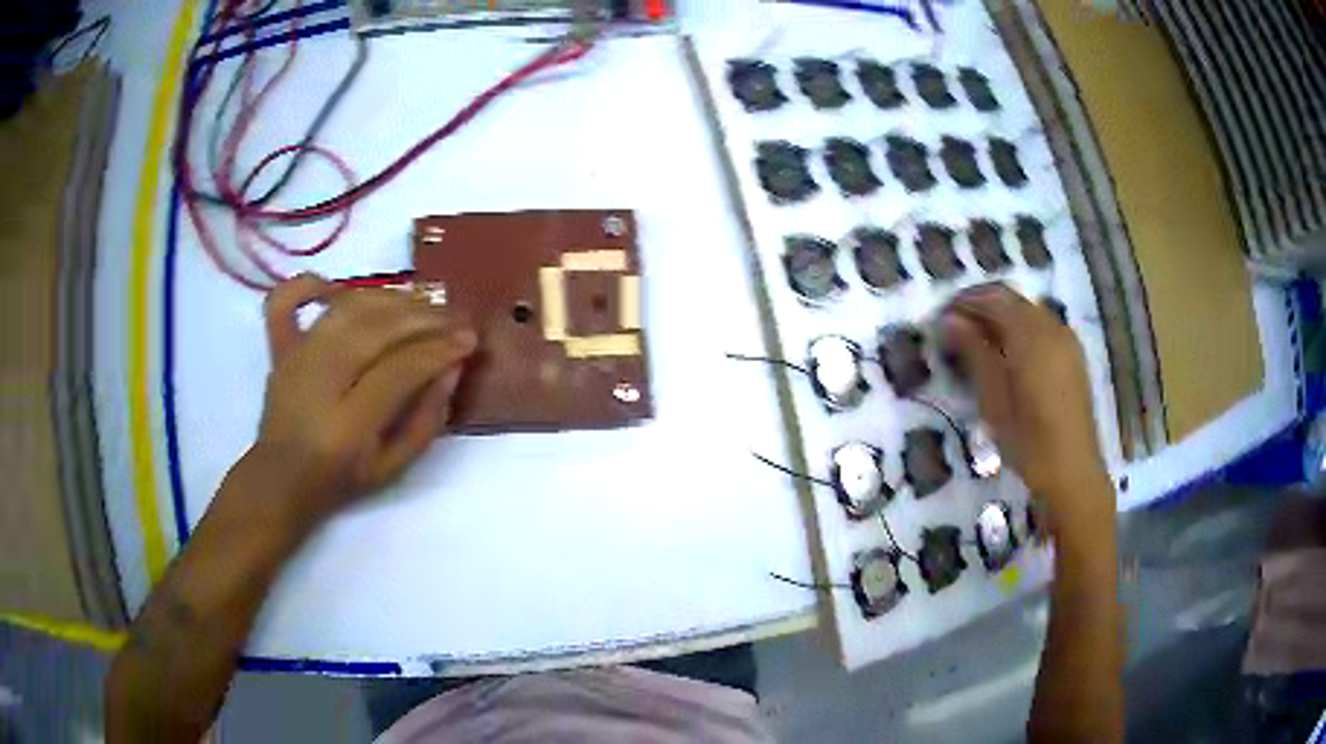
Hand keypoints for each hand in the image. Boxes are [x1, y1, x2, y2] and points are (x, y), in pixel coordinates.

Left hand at [236, 274, 476, 531]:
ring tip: (419, 303)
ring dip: (389, 298)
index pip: (400, 370)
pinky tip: (337, 289)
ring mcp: (294, 358)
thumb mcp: (392, 468)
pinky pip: (285, 301)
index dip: (438, 350)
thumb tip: (452, 369)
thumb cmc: (339, 480)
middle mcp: (318, 381)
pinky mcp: (279, 347)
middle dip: (423, 318)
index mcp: (348, 425)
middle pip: (376, 328)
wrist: (280, 480)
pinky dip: (310, 284)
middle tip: (454, 318)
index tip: (468, 341)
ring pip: (347, 307)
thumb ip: (426, 421)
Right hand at [940, 284, 1109, 531]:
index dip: (965, 301)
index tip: (941, 318)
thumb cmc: (1028, 442)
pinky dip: (1021, 329)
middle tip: (956, 330)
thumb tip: (949, 320)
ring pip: (1028, 311)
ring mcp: (1066, 340)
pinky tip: (1008, 355)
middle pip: (1013, 300)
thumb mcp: (993, 400)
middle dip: (982, 306)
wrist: (1073, 473)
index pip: (993, 298)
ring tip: (978, 343)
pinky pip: (1042, 326)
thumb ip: (974, 354)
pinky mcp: (1073, 356)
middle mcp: (1052, 327)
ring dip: (1002, 317)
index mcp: (1031, 336)